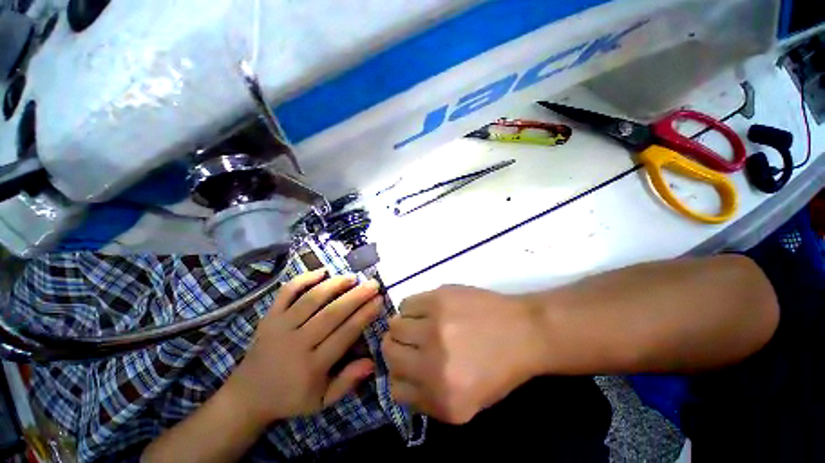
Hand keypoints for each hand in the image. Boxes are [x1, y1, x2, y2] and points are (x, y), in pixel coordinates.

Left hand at [226, 270, 381, 425]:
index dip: (364, 315)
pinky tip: (322, 271)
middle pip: (331, 313)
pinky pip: (286, 293)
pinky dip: (304, 279)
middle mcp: (296, 343)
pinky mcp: (269, 317)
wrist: (247, 396)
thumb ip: (347, 382)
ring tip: (352, 277)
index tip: (379, 300)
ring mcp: (280, 327)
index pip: (344, 334)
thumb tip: (372, 362)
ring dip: (334, 285)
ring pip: (311, 299)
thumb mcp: (322, 401)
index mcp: (312, 366)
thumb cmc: (290, 397)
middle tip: (373, 284)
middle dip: (356, 296)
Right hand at [382, 285, 546, 423]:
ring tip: (419, 323)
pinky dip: (411, 308)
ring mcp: (434, 328)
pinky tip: (426, 310)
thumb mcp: (467, 405)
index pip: (395, 390)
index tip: (405, 366)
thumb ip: (429, 399)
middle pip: (389, 352)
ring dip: (402, 326)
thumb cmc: (499, 369)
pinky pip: (406, 304)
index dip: (398, 376)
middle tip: (409, 341)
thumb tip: (400, 380)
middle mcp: (433, 365)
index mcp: (442, 399)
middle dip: (395, 348)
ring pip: (394, 325)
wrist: (524, 332)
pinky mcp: (437, 300)